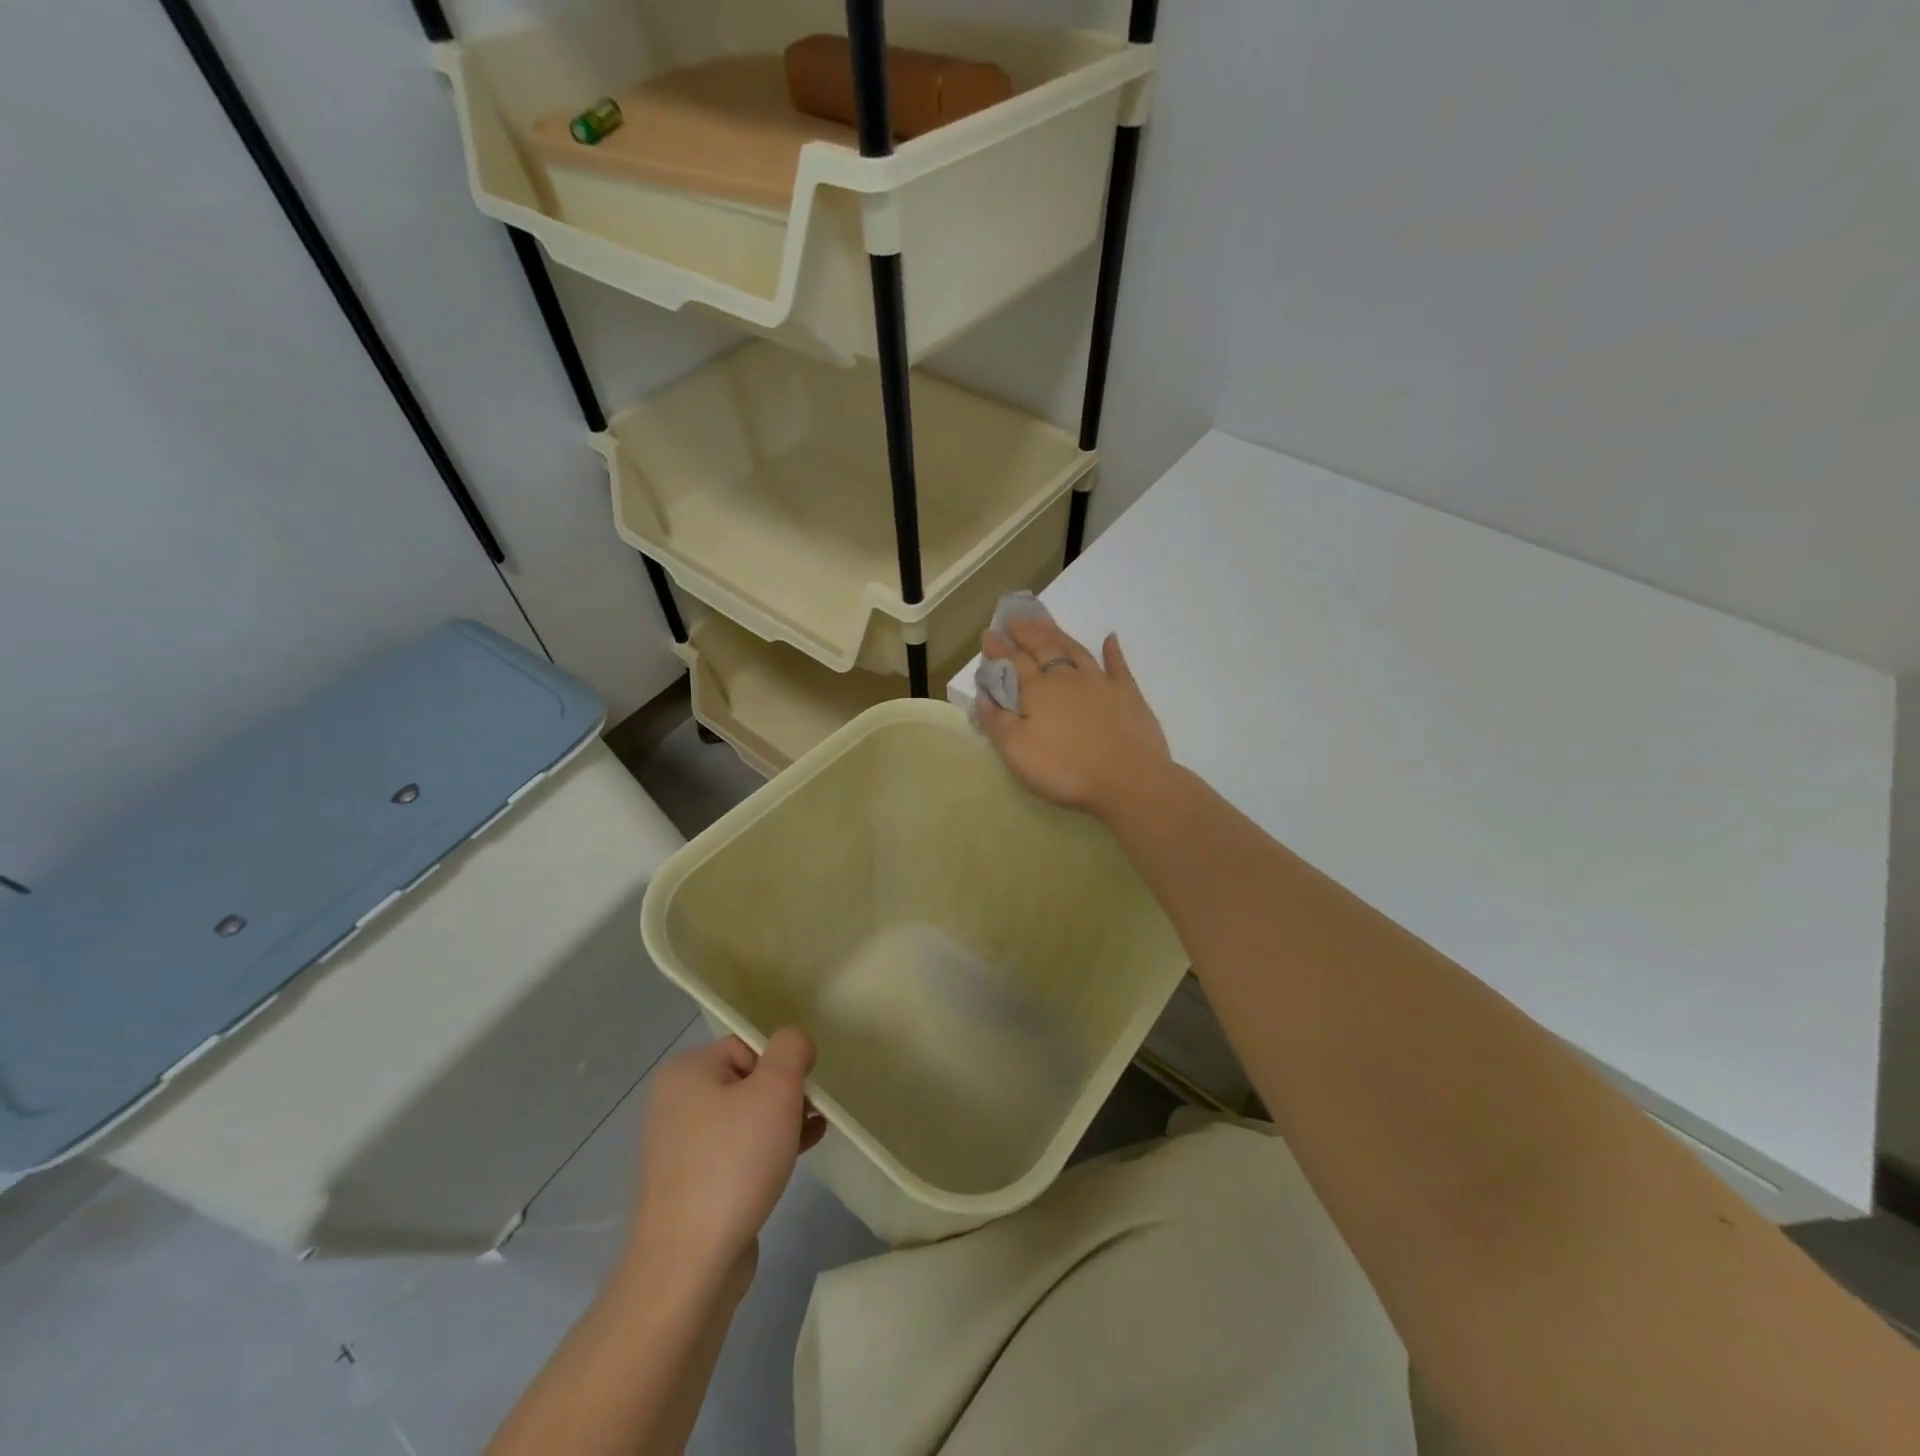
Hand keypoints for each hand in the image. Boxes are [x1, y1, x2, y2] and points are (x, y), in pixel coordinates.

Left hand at [626, 1030, 826, 1293]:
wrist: (690, 1265)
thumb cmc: (733, 1162)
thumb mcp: (775, 1089)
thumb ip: (791, 1049)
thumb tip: (795, 1042)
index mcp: (686, 1071)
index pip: (749, 1046)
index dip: (782, 1065)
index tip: (803, 1091)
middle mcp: (676, 1103)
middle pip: (748, 1080)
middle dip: (785, 1095)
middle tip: (810, 1115)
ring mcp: (681, 1147)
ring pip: (746, 1117)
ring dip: (782, 1121)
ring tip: (813, 1133)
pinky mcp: (692, 1185)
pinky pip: (738, 1151)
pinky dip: (767, 1149)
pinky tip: (798, 1156)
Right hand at [977, 614, 1171, 819]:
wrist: (1127, 779)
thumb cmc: (1064, 769)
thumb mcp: (1016, 751)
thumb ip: (997, 721)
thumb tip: (983, 695)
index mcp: (1038, 691)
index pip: (1014, 662)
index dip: (999, 648)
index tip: (988, 633)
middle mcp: (1067, 678)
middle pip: (1044, 648)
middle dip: (1026, 632)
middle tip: (1015, 618)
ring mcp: (1100, 683)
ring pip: (1075, 650)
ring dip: (1059, 634)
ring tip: (1046, 621)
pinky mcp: (1128, 694)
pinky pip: (1118, 665)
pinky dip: (1112, 650)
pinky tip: (1110, 638)